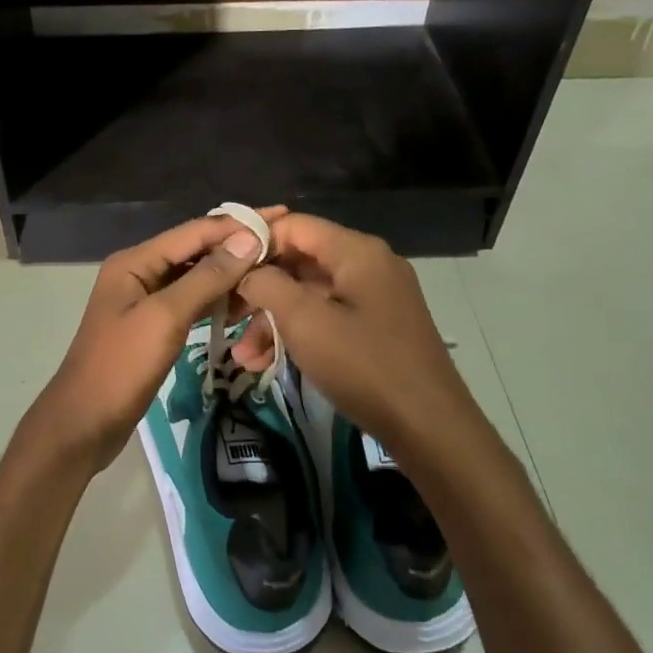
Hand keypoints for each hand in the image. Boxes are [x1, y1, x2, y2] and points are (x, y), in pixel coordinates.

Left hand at [12, 210, 286, 476]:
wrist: (84, 422)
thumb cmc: (121, 366)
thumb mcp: (165, 317)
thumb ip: (206, 277)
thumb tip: (247, 239)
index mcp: (135, 261)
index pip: (194, 231)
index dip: (237, 224)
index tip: (280, 217)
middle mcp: (139, 272)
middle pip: (194, 250)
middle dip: (235, 246)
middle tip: (283, 242)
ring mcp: (145, 300)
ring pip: (194, 276)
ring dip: (229, 273)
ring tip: (271, 269)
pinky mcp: (152, 326)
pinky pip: (190, 302)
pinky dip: (215, 299)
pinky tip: (243, 302)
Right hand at [232, 214, 488, 469]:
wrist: (429, 427)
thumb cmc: (364, 365)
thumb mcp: (305, 321)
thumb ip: (268, 284)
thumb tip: (247, 271)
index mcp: (356, 251)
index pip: (294, 225)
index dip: (255, 242)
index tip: (222, 269)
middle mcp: (368, 265)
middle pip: (300, 261)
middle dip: (260, 289)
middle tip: (226, 315)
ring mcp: (375, 297)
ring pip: (310, 295)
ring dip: (274, 320)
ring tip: (243, 355)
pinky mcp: (376, 327)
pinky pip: (327, 317)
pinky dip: (298, 334)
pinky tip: (267, 363)